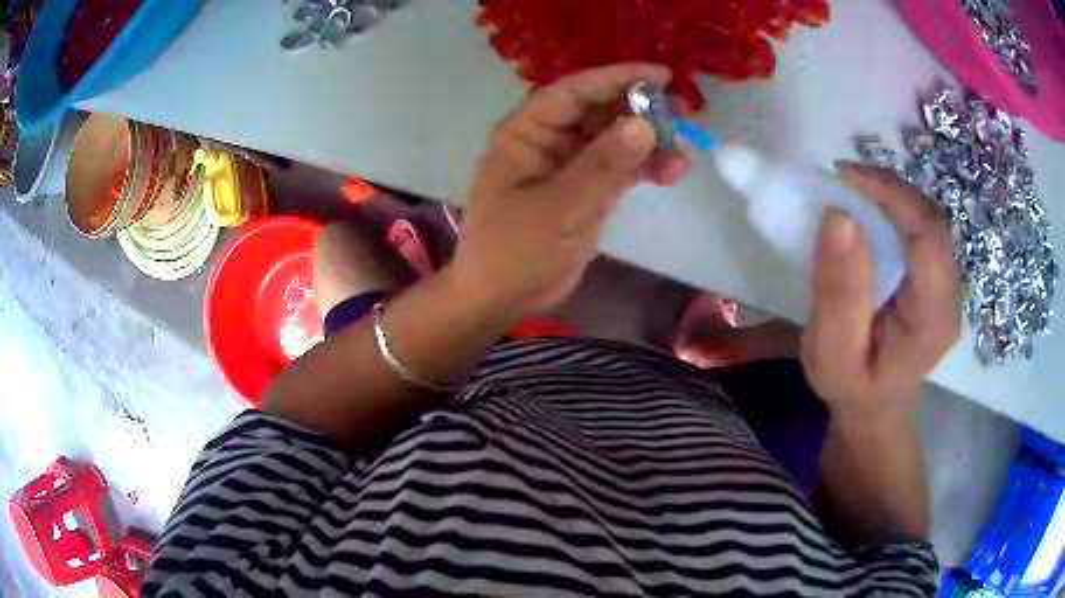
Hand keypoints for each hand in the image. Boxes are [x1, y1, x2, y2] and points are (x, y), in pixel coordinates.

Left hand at [450, 64, 689, 316]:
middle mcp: (550, 140)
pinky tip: (670, 173)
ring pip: (616, 140)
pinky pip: (622, 168)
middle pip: (600, 111)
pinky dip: (645, 168)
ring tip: (680, 159)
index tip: (662, 75)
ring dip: (650, 145)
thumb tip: (644, 124)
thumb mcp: (557, 207)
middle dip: (641, 112)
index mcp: (527, 132)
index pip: (574, 91)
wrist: (503, 298)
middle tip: (683, 117)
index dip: (616, 78)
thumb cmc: (514, 250)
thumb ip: (601, 165)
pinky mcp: (588, 189)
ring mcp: (571, 165)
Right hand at [801, 164, 961, 423]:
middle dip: (890, 189)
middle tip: (844, 178)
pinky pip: (922, 226)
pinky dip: (894, 206)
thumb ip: (838, 294)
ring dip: (891, 193)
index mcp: (934, 318)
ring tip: (852, 188)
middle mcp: (951, 294)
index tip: (845, 177)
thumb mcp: (832, 355)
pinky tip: (869, 207)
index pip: (929, 238)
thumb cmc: (852, 388)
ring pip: (929, 217)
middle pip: (933, 221)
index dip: (893, 197)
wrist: (876, 407)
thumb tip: (839, 215)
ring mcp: (948, 282)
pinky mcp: (937, 275)